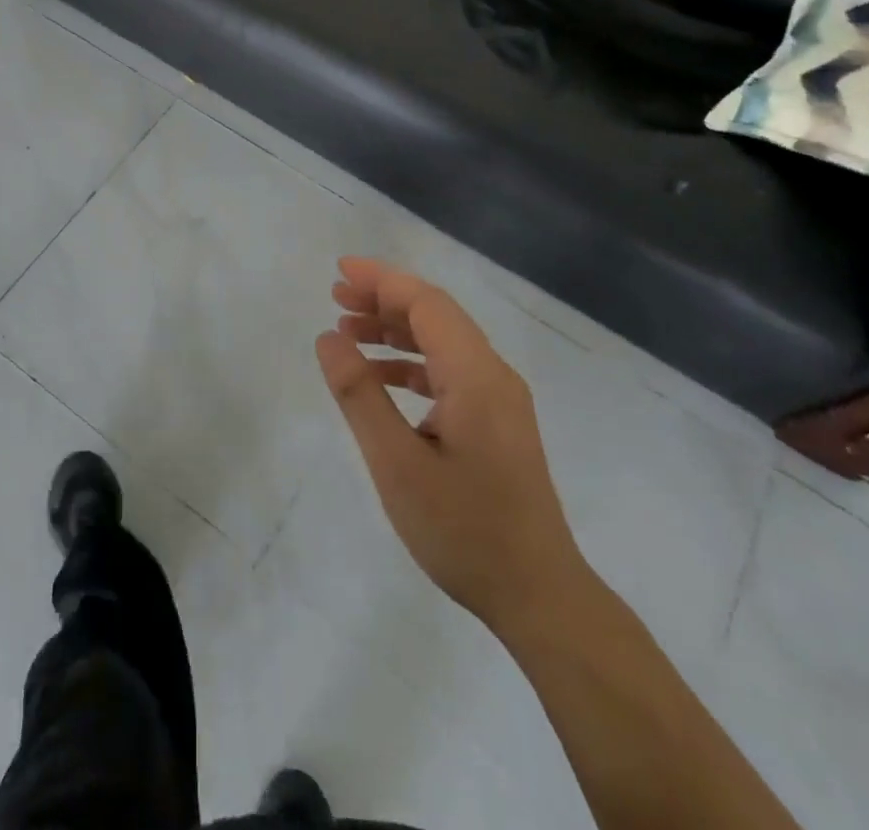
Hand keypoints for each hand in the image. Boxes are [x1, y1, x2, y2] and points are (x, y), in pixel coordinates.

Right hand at [315, 257, 588, 634]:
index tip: (340, 271)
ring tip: (347, 331)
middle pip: (435, 315)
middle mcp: (493, 375)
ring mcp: (499, 399)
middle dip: (384, 300)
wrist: (539, 597)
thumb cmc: (464, 531)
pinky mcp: (497, 422)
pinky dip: (411, 364)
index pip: (426, 303)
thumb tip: (329, 338)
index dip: (382, 280)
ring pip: (442, 342)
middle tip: (335, 297)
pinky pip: (450, 372)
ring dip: (395, 331)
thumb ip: (360, 395)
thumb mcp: (396, 464)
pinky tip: (380, 378)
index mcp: (475, 375)